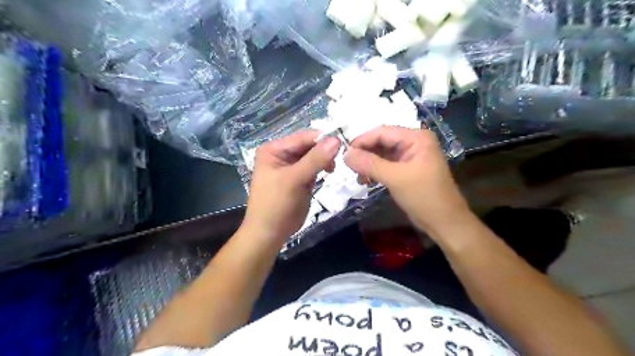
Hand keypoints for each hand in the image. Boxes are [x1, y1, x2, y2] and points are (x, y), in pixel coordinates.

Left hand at [239, 133, 339, 242]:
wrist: (270, 233)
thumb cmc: (276, 204)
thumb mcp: (294, 179)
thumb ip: (315, 159)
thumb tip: (337, 140)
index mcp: (274, 149)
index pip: (302, 137)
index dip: (322, 139)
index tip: (343, 143)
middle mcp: (282, 154)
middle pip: (309, 145)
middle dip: (324, 150)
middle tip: (340, 158)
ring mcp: (291, 166)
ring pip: (313, 156)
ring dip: (324, 159)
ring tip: (332, 169)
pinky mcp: (299, 178)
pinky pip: (314, 167)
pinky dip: (322, 168)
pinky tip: (328, 172)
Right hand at [342, 126, 469, 234]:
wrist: (444, 223)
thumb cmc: (424, 197)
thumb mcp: (395, 178)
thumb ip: (369, 164)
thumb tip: (345, 154)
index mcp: (416, 138)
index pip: (382, 132)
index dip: (362, 141)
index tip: (343, 154)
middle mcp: (413, 142)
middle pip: (381, 141)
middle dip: (364, 153)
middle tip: (348, 167)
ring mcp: (410, 156)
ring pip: (381, 153)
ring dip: (368, 163)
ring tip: (358, 176)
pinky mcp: (406, 169)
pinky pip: (385, 164)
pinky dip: (374, 170)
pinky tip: (366, 180)